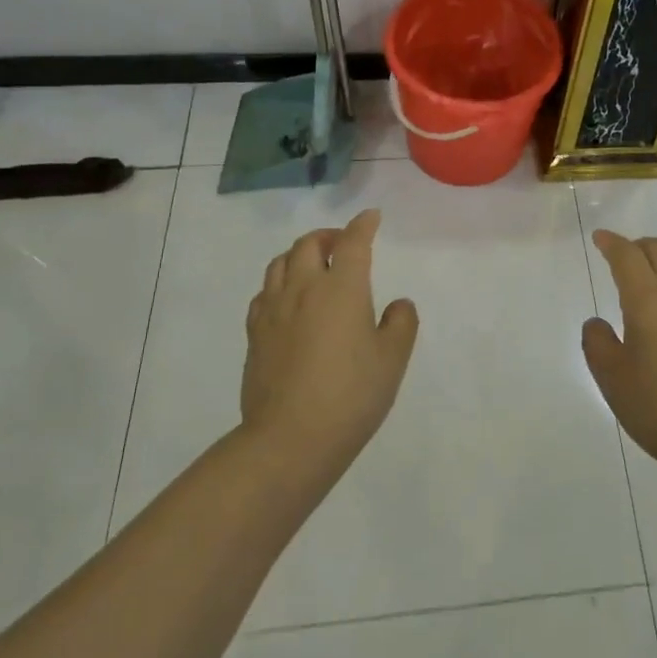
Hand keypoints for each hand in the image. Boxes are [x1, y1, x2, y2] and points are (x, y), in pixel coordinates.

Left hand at [241, 209, 418, 471]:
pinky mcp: (255, 334)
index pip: (352, 242)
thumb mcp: (392, 359)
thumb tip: (397, 304)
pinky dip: (278, 283)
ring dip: (298, 254)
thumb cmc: (351, 396)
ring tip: (312, 265)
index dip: (363, 225)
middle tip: (342, 244)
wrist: (290, 440)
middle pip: (308, 244)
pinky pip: (263, 292)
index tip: (371, 217)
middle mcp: (304, 288)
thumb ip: (401, 323)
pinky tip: (286, 299)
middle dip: (328, 235)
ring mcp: (274, 310)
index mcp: (341, 288)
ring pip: (280, 262)